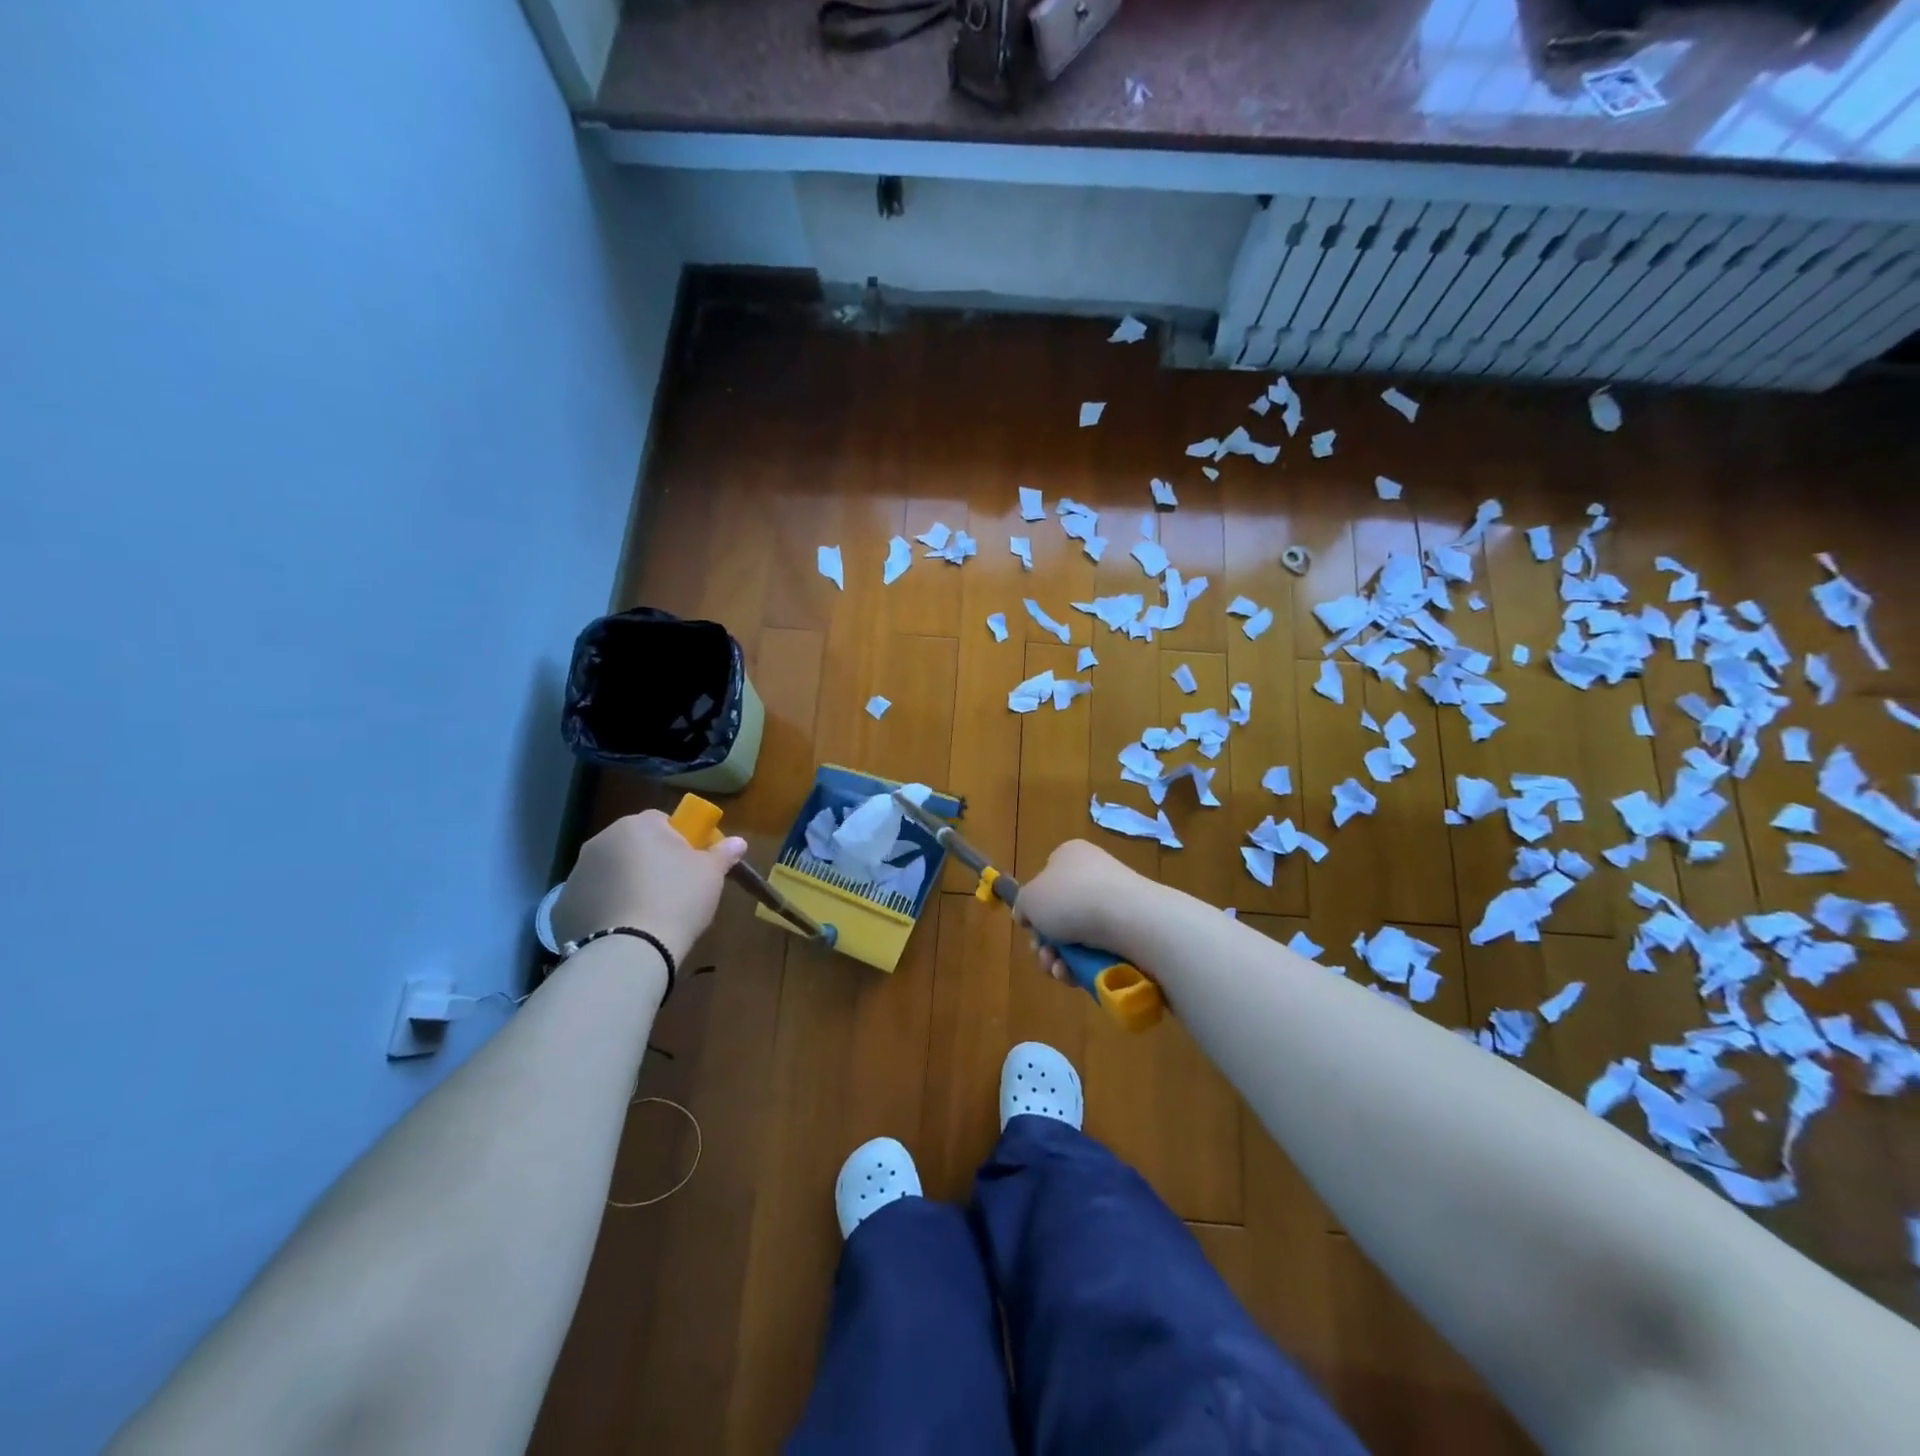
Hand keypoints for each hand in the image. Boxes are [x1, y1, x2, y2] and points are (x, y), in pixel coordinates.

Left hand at [549, 810, 747, 961]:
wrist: (630, 951)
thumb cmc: (677, 899)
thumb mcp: (711, 875)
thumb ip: (723, 852)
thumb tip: (738, 841)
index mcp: (636, 826)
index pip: (662, 821)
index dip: (681, 841)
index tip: (692, 864)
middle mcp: (600, 842)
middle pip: (633, 845)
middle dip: (650, 861)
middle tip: (673, 889)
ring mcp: (576, 874)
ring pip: (610, 872)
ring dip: (626, 884)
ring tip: (647, 914)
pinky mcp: (562, 907)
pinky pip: (592, 900)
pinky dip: (606, 909)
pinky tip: (623, 929)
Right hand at [1014, 839, 1152, 983]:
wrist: (1128, 918)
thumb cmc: (1071, 898)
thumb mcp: (1029, 898)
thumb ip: (1022, 906)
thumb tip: (1027, 915)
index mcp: (1070, 856)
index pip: (1046, 880)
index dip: (1035, 907)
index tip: (1030, 927)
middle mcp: (1094, 875)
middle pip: (1059, 915)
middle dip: (1045, 942)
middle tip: (1043, 955)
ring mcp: (1115, 903)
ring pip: (1077, 939)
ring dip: (1060, 959)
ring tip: (1058, 970)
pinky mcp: (1131, 930)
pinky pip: (1099, 952)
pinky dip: (1083, 967)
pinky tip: (1075, 976)